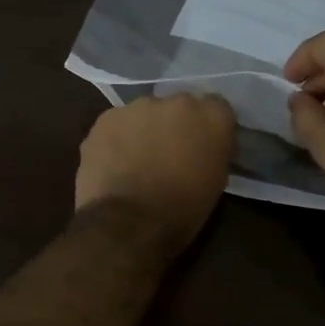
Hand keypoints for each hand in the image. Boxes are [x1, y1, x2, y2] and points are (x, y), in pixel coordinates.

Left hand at [74, 94, 236, 250]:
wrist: (129, 224)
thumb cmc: (182, 211)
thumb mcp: (215, 181)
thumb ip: (213, 151)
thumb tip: (205, 146)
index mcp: (212, 117)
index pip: (217, 107)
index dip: (208, 126)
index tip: (202, 145)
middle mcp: (178, 101)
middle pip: (179, 106)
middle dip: (175, 125)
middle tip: (169, 153)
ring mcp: (138, 106)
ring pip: (145, 113)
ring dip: (145, 130)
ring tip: (137, 161)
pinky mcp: (106, 118)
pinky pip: (117, 124)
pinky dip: (118, 139)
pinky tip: (115, 163)